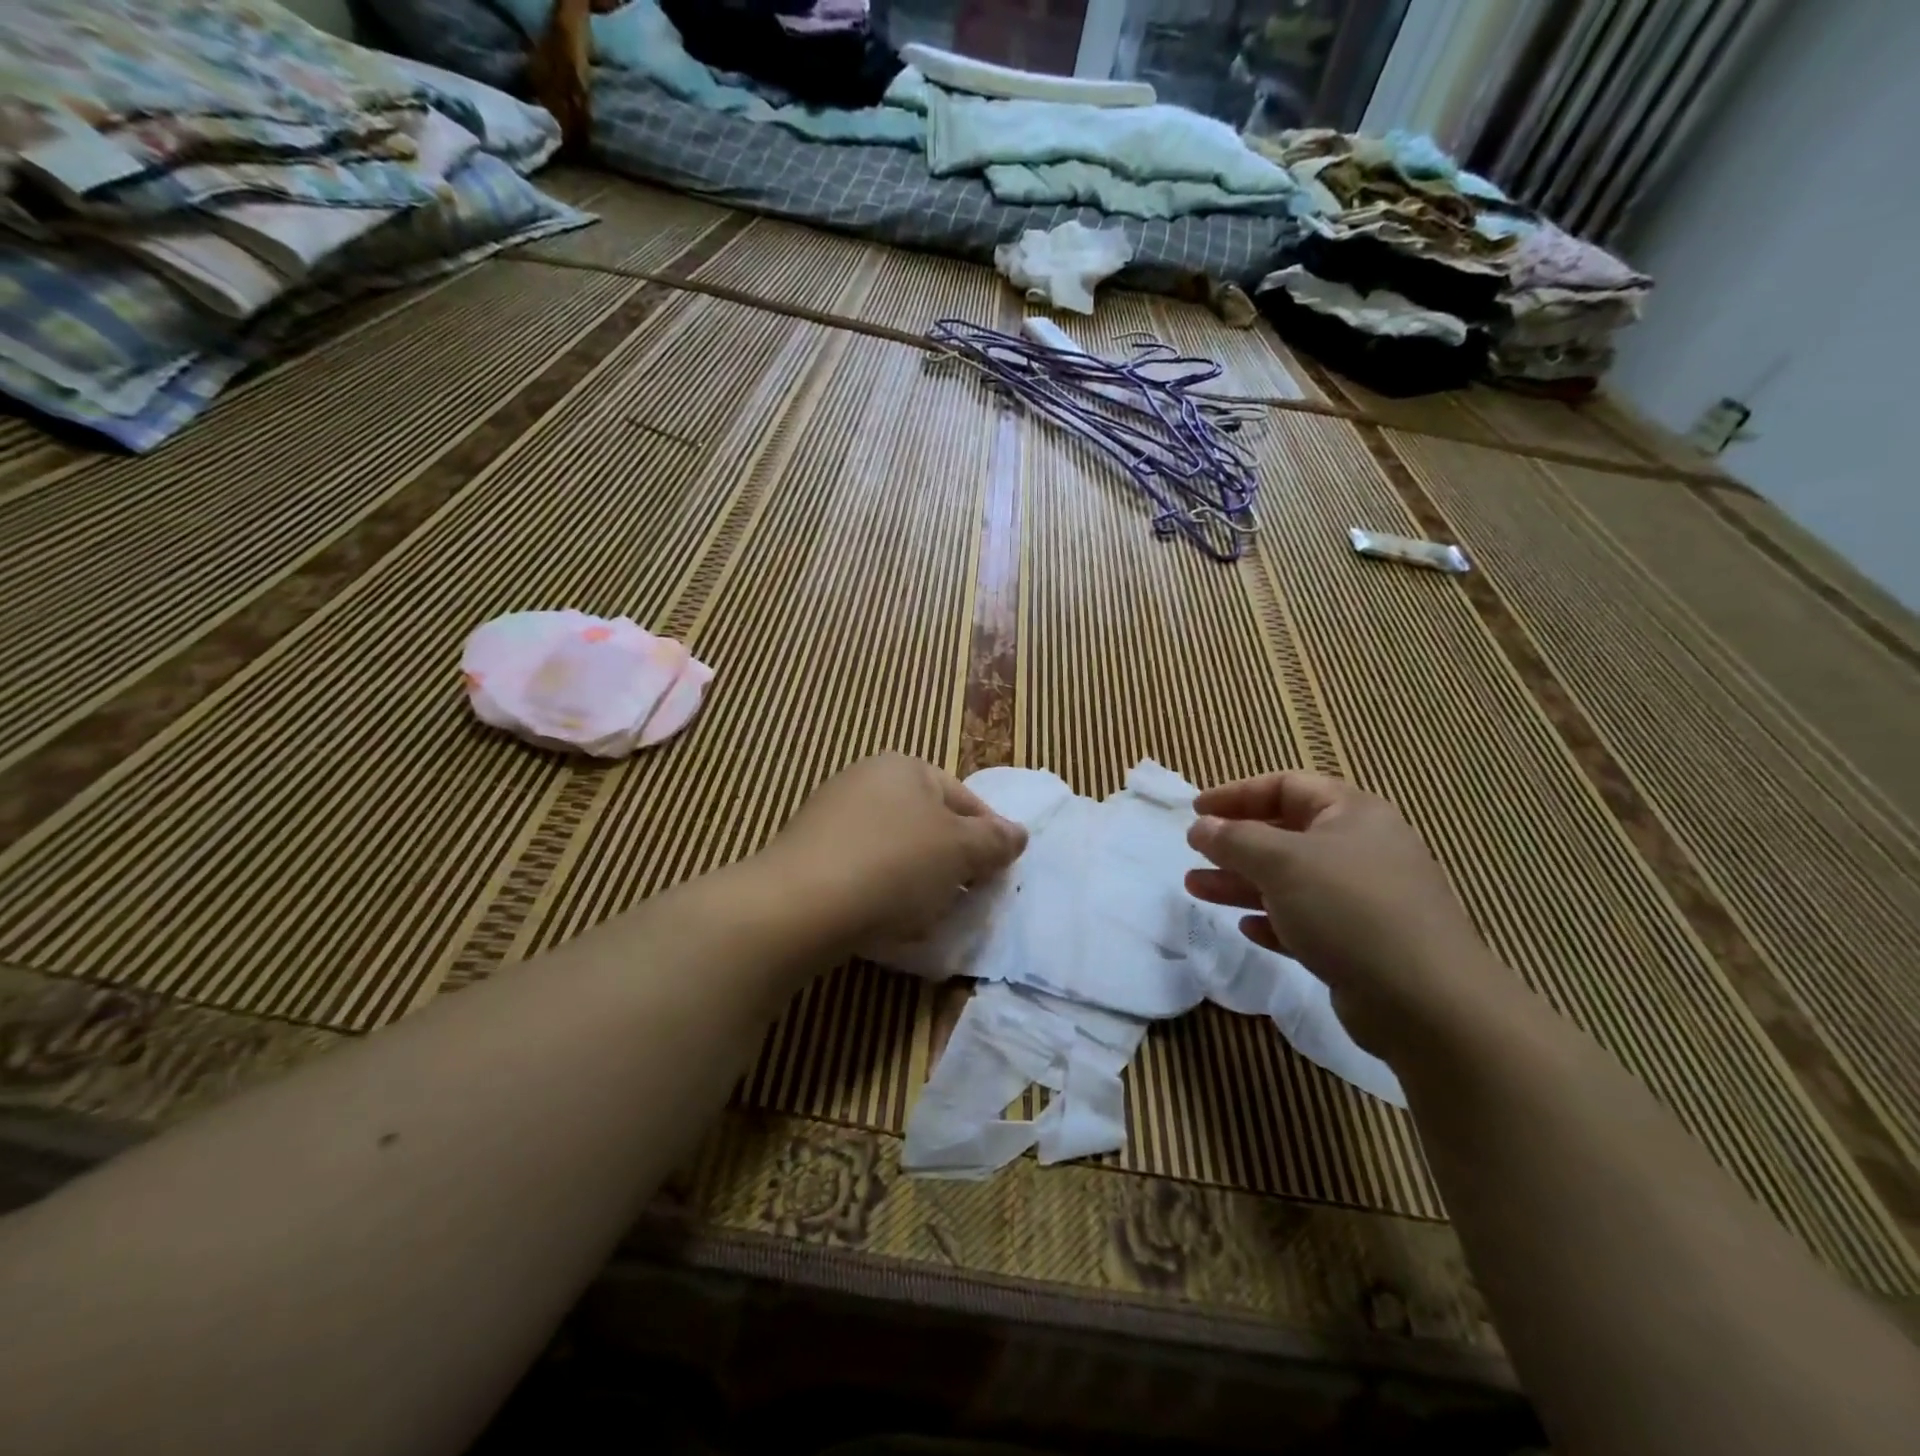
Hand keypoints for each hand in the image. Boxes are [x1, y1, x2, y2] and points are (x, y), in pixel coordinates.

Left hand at [762, 753, 1027, 947]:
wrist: (799, 905)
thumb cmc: (894, 865)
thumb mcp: (959, 851)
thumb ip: (995, 841)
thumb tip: (1019, 833)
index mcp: (904, 767)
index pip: (964, 800)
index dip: (989, 838)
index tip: (999, 877)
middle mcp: (865, 779)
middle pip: (927, 824)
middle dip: (950, 862)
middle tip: (965, 899)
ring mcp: (830, 815)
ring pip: (895, 850)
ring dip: (917, 881)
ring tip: (926, 917)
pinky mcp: (808, 853)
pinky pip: (861, 870)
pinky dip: (879, 891)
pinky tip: (883, 921)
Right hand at [1183, 771, 1504, 1057]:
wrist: (1427, 1003)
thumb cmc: (1349, 910)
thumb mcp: (1282, 863)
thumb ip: (1235, 840)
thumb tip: (1201, 826)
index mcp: (1352, 814)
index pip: (1286, 786)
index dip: (1237, 795)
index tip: (1196, 812)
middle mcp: (1361, 849)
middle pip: (1286, 834)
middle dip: (1235, 844)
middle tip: (1194, 853)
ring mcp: (1364, 899)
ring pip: (1291, 880)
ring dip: (1242, 882)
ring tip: (1196, 888)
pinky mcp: (1361, 943)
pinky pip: (1306, 921)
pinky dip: (1274, 920)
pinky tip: (1247, 929)